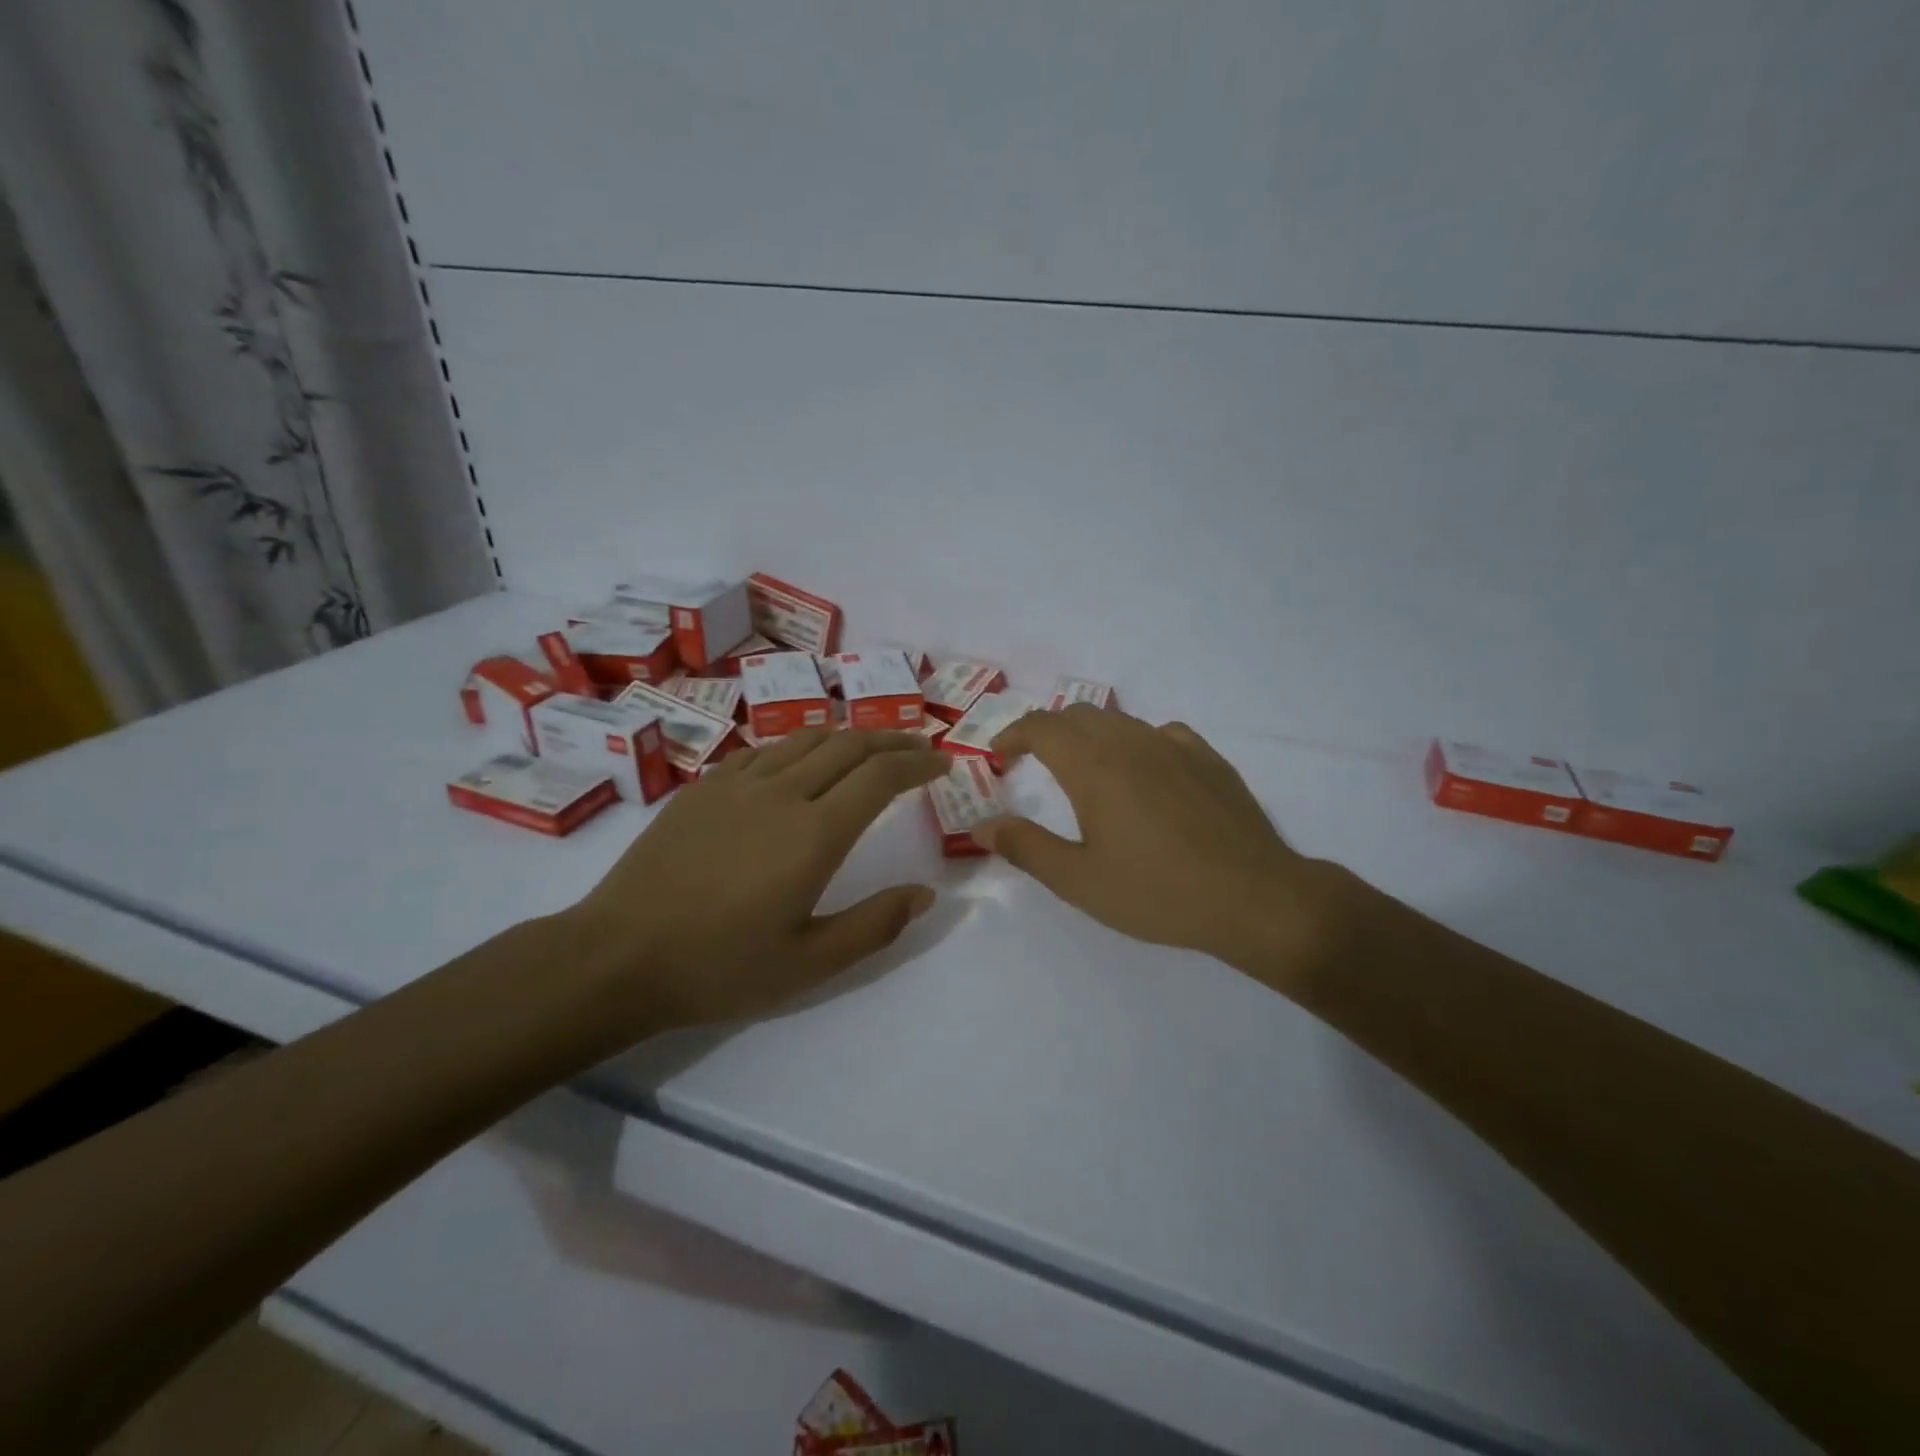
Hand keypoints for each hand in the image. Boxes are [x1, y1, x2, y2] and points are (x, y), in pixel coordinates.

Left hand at [561, 729, 948, 1034]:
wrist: (618, 955)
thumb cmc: (720, 966)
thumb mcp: (809, 963)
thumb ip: (874, 925)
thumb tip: (925, 893)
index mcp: (814, 834)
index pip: (881, 777)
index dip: (918, 763)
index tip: (942, 763)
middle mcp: (782, 793)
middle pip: (850, 745)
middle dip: (892, 740)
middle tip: (919, 747)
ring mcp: (737, 784)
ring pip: (806, 739)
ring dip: (848, 736)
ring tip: (870, 747)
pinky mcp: (703, 787)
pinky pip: (764, 751)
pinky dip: (798, 747)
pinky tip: (799, 762)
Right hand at [975, 706, 1343, 983]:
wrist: (1254, 897)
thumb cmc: (1157, 892)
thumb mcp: (1079, 881)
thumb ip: (1026, 847)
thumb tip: (981, 824)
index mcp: (1094, 767)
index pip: (1041, 727)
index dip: (1013, 735)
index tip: (999, 756)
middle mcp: (1131, 742)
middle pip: (1078, 715)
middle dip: (1047, 731)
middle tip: (1032, 760)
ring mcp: (1175, 746)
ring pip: (1119, 721)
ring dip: (1089, 734)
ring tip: (1082, 767)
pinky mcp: (1208, 759)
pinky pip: (1160, 733)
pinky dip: (1135, 742)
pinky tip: (1144, 771)